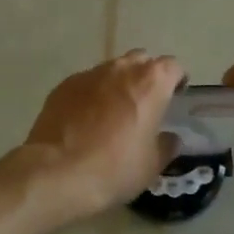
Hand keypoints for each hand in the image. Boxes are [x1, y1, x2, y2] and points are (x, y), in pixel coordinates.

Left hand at [21, 50, 185, 223]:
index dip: (177, 80)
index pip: (173, 66)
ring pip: (112, 69)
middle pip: (142, 60)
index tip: (176, 96)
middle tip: (146, 103)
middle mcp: (121, 69)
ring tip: (114, 112)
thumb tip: (170, 138)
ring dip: (118, 84)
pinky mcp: (64, 85)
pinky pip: (87, 83)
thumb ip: (166, 145)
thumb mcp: (152, 165)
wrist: (56, 172)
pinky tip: (86, 119)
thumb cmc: (114, 168)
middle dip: (147, 76)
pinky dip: (92, 94)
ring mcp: (89, 74)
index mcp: (151, 83)